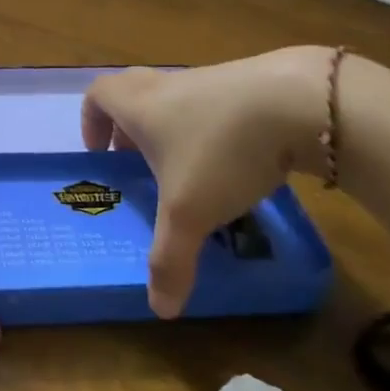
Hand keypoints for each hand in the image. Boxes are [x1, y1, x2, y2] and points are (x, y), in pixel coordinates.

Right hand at [82, 48, 330, 317]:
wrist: (298, 102)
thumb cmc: (220, 151)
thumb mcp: (190, 214)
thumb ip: (169, 261)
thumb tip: (160, 310)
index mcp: (138, 105)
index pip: (98, 95)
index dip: (91, 121)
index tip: (101, 154)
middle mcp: (166, 86)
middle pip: (131, 91)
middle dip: (128, 127)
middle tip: (137, 162)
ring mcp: (208, 80)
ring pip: (174, 98)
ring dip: (172, 129)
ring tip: (190, 171)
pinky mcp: (247, 83)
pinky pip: (213, 103)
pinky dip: (212, 128)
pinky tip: (237, 163)